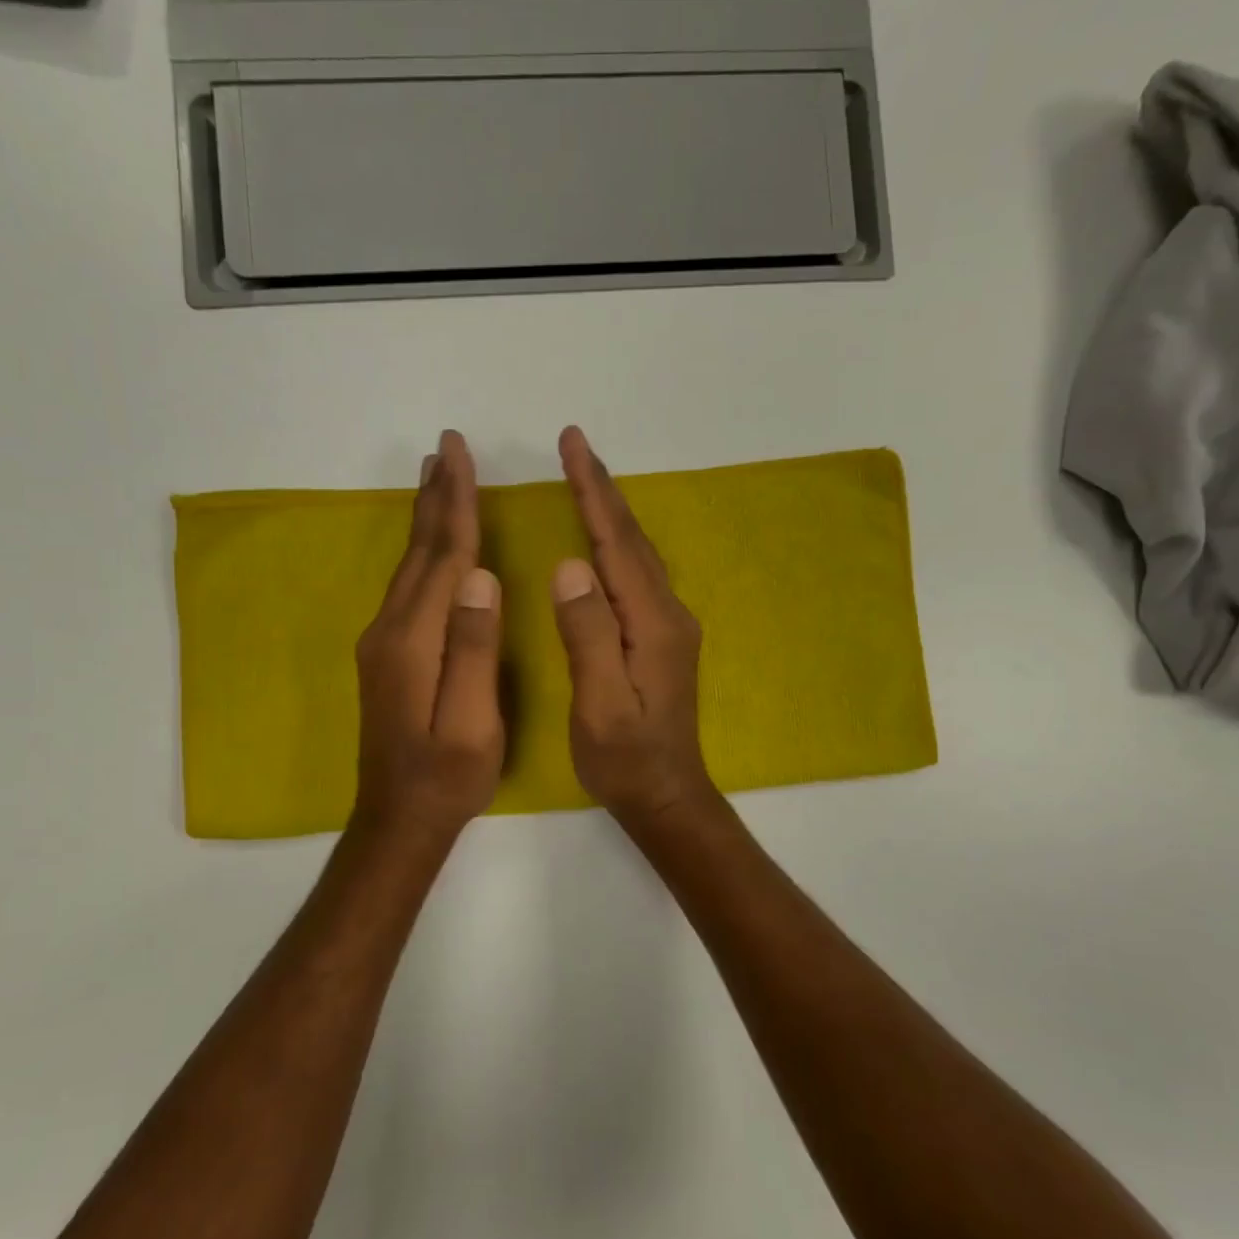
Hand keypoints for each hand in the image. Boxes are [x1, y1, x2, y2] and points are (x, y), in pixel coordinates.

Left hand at [352, 431, 503, 843]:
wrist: (397, 819)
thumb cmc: (447, 776)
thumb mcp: (472, 722)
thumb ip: (475, 649)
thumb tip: (481, 577)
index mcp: (416, 640)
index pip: (444, 557)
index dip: (456, 504)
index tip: (461, 454)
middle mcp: (390, 630)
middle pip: (419, 550)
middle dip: (436, 496)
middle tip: (446, 448)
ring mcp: (383, 642)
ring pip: (409, 565)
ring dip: (424, 518)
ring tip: (436, 478)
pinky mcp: (386, 655)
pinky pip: (407, 585)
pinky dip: (420, 551)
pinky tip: (428, 545)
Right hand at [552, 426, 715, 827]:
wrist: (667, 795)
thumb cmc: (626, 758)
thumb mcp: (600, 704)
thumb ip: (588, 634)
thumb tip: (570, 566)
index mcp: (651, 623)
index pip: (616, 543)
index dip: (593, 492)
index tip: (572, 445)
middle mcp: (667, 613)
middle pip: (631, 538)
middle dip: (601, 488)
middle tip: (575, 443)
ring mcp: (668, 625)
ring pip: (637, 553)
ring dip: (612, 510)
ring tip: (586, 477)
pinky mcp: (661, 638)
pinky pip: (636, 573)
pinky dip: (617, 541)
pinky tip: (604, 538)